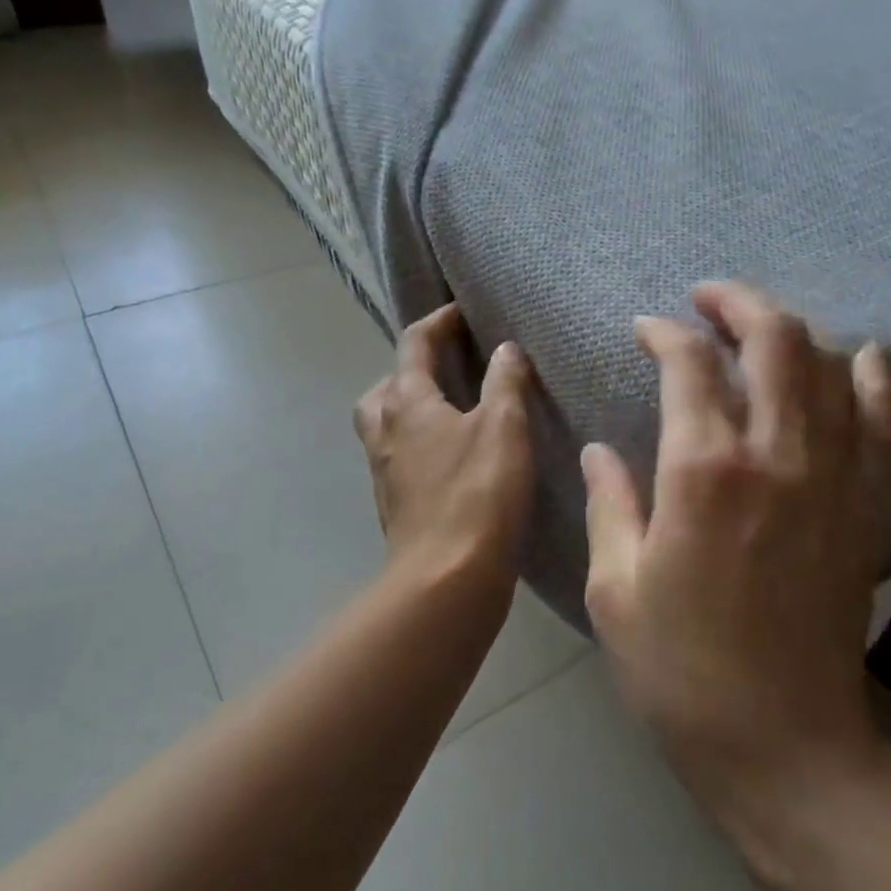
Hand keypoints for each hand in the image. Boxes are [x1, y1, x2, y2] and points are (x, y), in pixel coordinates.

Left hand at [353, 303, 534, 593]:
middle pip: (386, 386)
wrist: (447, 578)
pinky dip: (419, 443)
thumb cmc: (478, 493)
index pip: (414, 344)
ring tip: (449, 411)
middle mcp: (386, 431)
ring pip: (387, 423)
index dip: (438, 322)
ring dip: (409, 407)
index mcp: (407, 402)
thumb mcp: (504, 427)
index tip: (462, 313)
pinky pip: (400, 456)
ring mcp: (385, 470)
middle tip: (448, 368)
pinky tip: (453, 457)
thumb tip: (505, 349)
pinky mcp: (396, 503)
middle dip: (412, 368)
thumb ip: (505, 382)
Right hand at [582, 281, 890, 801]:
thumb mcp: (616, 588)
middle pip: (773, 339)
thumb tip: (600, 449)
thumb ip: (609, 503)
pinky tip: (861, 356)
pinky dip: (874, 378)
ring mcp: (833, 476)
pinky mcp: (866, 505)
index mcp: (702, 471)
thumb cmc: (681, 669)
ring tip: (760, 328)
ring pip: (828, 365)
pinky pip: (884, 421)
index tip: (644, 330)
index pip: (687, 364)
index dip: (662, 333)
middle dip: (736, 302)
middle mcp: (776, 454)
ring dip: (792, 330)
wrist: (785, 743)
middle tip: (706, 299)